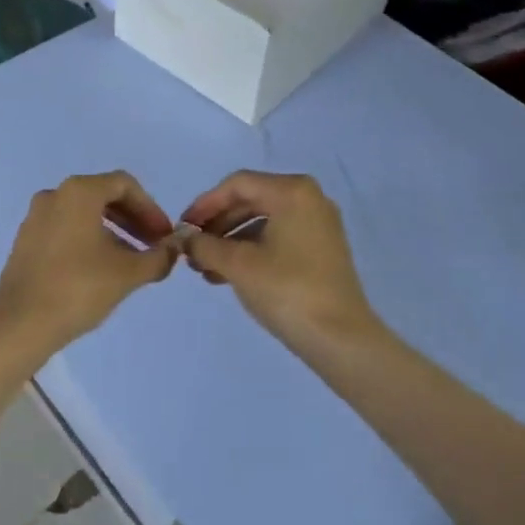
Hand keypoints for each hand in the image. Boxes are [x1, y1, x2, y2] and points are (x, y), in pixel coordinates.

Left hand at [0, 172, 179, 356]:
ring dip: (113, 231)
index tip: (165, 236)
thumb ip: (158, 257)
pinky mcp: (26, 240)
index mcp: (79, 192)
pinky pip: (66, 228)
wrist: (19, 324)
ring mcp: (36, 217)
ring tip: (132, 261)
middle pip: (103, 196)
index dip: (151, 208)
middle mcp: (55, 195)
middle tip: (153, 246)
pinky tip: (101, 269)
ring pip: (84, 213)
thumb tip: (175, 248)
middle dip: (133, 219)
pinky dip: (89, 239)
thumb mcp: (128, 273)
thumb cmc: (78, 288)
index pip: (125, 185)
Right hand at [181, 171, 378, 345]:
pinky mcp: (322, 250)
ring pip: (263, 222)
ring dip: (230, 241)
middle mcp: (309, 199)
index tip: (183, 227)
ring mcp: (318, 225)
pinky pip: (278, 238)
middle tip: (192, 248)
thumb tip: (184, 239)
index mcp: (292, 191)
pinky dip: (251, 251)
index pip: (237, 185)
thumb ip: (205, 245)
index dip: (205, 204)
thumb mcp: (237, 265)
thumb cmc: (287, 290)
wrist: (341, 339)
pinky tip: (227, 275)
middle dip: (217, 224)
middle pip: (250, 200)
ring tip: (205, 268)